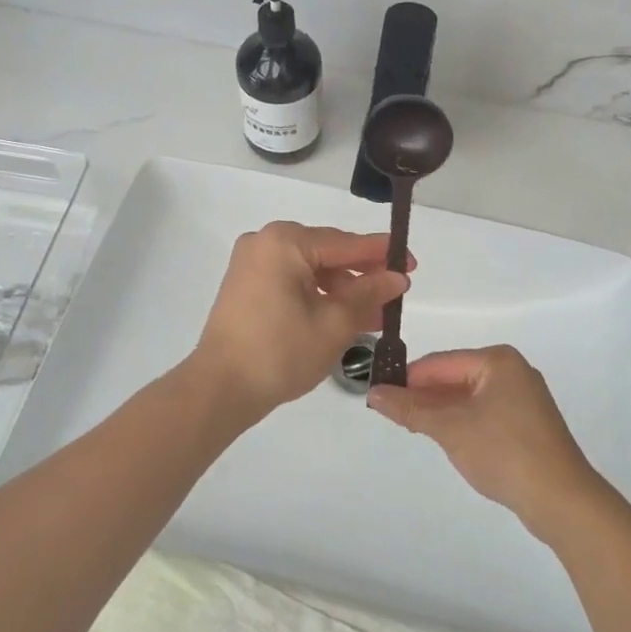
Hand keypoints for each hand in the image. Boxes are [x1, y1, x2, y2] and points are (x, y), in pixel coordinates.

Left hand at [190, 222, 410, 423]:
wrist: (218, 390)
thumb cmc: (280, 352)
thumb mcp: (334, 323)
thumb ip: (368, 293)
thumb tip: (397, 277)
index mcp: (284, 242)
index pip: (345, 243)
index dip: (382, 254)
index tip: (412, 263)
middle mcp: (265, 242)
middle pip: (327, 254)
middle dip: (362, 276)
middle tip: (396, 292)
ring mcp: (252, 264)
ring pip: (310, 270)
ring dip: (342, 291)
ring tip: (375, 314)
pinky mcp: (246, 286)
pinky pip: (292, 282)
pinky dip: (317, 297)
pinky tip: (343, 317)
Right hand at [367, 346, 601, 540]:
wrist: (562, 500)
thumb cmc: (504, 452)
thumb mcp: (451, 428)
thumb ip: (411, 409)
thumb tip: (373, 394)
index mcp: (497, 360)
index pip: (441, 362)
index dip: (408, 377)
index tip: (380, 393)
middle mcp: (513, 371)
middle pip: (456, 377)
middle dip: (425, 395)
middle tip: (393, 413)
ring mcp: (524, 398)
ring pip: (470, 397)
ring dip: (443, 411)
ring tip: (414, 426)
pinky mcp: (529, 425)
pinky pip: (486, 413)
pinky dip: (464, 422)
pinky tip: (448, 439)